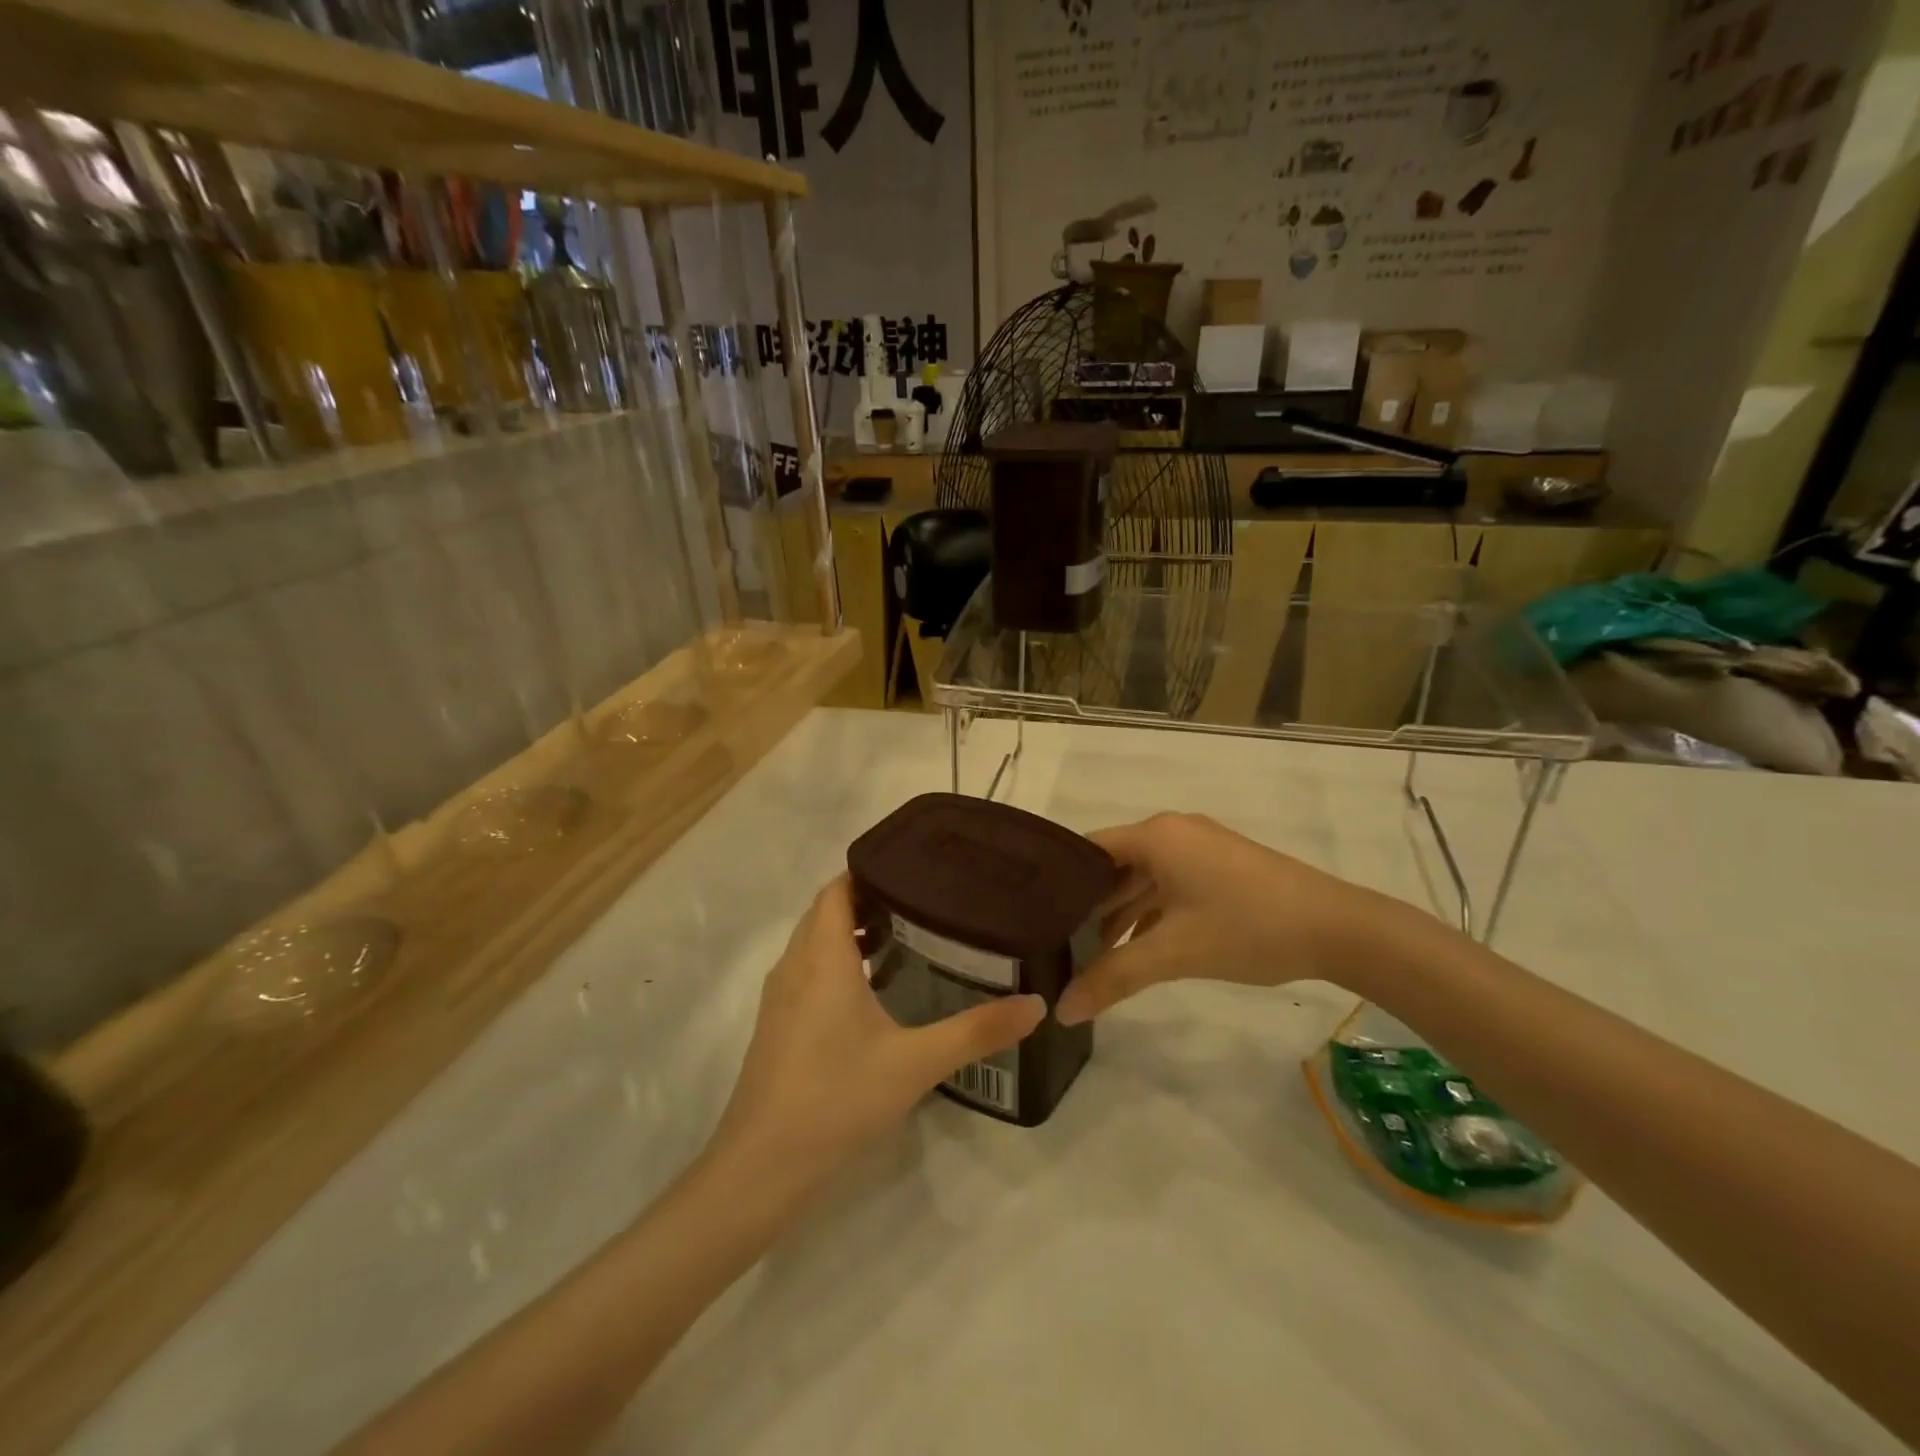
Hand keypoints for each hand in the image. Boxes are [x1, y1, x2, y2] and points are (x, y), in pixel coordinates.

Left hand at [710, 877, 1044, 1188]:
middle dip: (869, 899)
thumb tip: (1035, 1005)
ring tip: (908, 937)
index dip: (871, 872)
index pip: (837, 889)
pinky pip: (809, 972)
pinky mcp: (778, 1026)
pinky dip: (838, 963)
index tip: (916, 869)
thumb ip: (976, 1032)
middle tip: (924, 900)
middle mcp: (795, 967)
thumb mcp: (915, 1064)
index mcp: (821, 958)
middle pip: (826, 912)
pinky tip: (875, 991)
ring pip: (815, 943)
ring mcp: (781, 998)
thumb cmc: (836, 1099)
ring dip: (851, 933)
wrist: (761, 1168)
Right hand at [1055, 813, 1400, 1023]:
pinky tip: (1137, 950)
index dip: (1058, 880)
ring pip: (1143, 880)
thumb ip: (1114, 977)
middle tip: (1056, 942)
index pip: (1087, 849)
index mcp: (1156, 835)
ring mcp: (1200, 849)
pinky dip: (1151, 914)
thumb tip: (1061, 1012)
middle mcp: (1173, 832)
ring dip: (1121, 915)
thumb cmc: (1246, 927)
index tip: (1032, 915)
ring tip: (1091, 956)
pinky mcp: (1221, 869)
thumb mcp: (1174, 952)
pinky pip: (1170, 886)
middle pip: (1114, 866)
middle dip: (1088, 905)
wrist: (1338, 929)